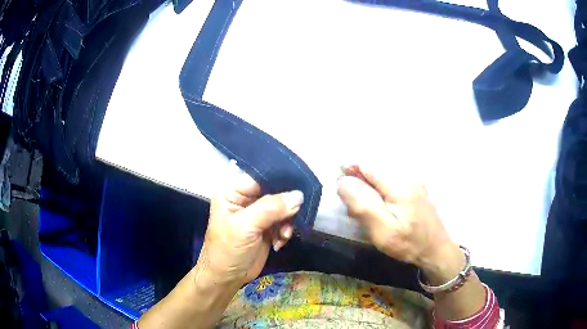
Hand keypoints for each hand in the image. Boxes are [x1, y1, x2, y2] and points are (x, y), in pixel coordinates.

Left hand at [197, 173, 302, 286]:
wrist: (227, 278)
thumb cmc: (228, 249)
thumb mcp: (245, 226)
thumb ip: (271, 208)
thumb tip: (298, 195)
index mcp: (233, 192)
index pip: (259, 177)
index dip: (279, 180)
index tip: (300, 185)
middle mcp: (245, 199)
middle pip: (274, 191)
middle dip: (286, 205)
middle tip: (294, 216)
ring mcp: (257, 214)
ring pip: (282, 207)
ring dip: (287, 221)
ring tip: (284, 235)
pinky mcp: (266, 227)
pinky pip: (284, 221)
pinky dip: (286, 231)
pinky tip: (280, 242)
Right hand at [337, 165, 458, 270]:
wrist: (436, 250)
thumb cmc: (409, 244)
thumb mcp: (382, 230)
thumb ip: (363, 205)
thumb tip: (343, 182)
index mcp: (399, 185)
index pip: (367, 165)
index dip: (350, 173)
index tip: (344, 194)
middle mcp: (407, 177)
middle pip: (374, 171)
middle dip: (360, 187)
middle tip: (356, 212)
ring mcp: (414, 182)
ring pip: (381, 178)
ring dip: (370, 192)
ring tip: (370, 216)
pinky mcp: (416, 189)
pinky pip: (391, 185)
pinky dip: (381, 195)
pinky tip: (383, 213)